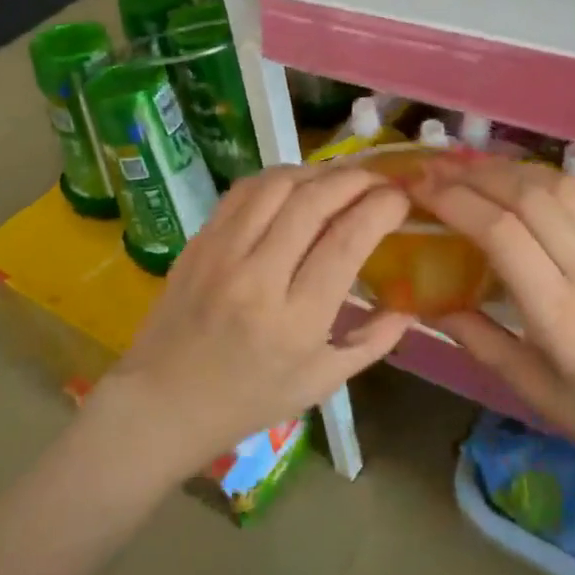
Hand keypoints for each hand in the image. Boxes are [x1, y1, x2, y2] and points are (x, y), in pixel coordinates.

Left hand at [98, 165, 413, 476]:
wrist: (163, 402)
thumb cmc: (249, 401)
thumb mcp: (321, 383)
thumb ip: (372, 342)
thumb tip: (411, 305)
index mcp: (295, 320)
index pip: (346, 241)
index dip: (381, 208)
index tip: (401, 199)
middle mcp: (258, 278)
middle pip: (313, 202)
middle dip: (356, 179)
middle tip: (379, 179)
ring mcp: (222, 254)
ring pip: (277, 186)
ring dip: (318, 172)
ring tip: (342, 178)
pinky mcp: (199, 241)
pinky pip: (243, 192)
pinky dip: (278, 177)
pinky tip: (297, 183)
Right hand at [412, 158, 574, 488]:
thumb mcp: (536, 392)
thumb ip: (480, 341)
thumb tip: (429, 303)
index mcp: (562, 316)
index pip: (502, 233)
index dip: (455, 201)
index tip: (419, 189)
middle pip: (528, 196)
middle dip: (473, 174)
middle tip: (433, 170)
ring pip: (559, 186)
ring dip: (508, 169)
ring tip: (469, 168)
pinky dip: (547, 178)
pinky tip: (524, 181)